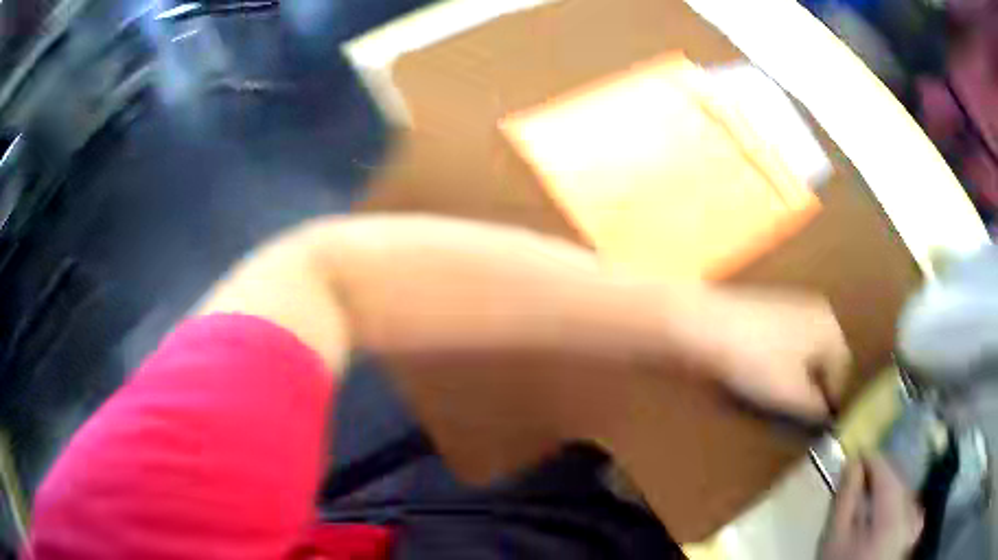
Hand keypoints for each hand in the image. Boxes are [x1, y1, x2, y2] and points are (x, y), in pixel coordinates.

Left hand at [675, 288, 850, 419]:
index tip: (814, 427)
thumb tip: (826, 420)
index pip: (841, 374)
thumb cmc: (756, 363)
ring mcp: (791, 307)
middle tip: (794, 414)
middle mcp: (816, 313)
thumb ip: (815, 412)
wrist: (703, 327)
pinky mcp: (766, 312)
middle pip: (822, 363)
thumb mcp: (792, 396)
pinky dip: (776, 366)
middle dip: (811, 391)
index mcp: (829, 328)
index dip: (829, 404)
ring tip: (773, 399)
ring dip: (793, 380)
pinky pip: (782, 347)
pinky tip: (758, 378)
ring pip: (801, 356)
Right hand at [820, 455, 923, 559]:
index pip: (885, 468)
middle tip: (855, 483)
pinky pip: (909, 504)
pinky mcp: (915, 529)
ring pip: (904, 490)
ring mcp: (916, 520)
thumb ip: (845, 499)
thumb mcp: (835, 538)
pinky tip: (882, 515)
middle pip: (897, 480)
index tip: (851, 460)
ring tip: (866, 501)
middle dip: (877, 478)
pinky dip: (896, 503)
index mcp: (894, 511)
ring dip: (886, 490)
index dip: (867, 460)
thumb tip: (852, 461)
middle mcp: (912, 510)